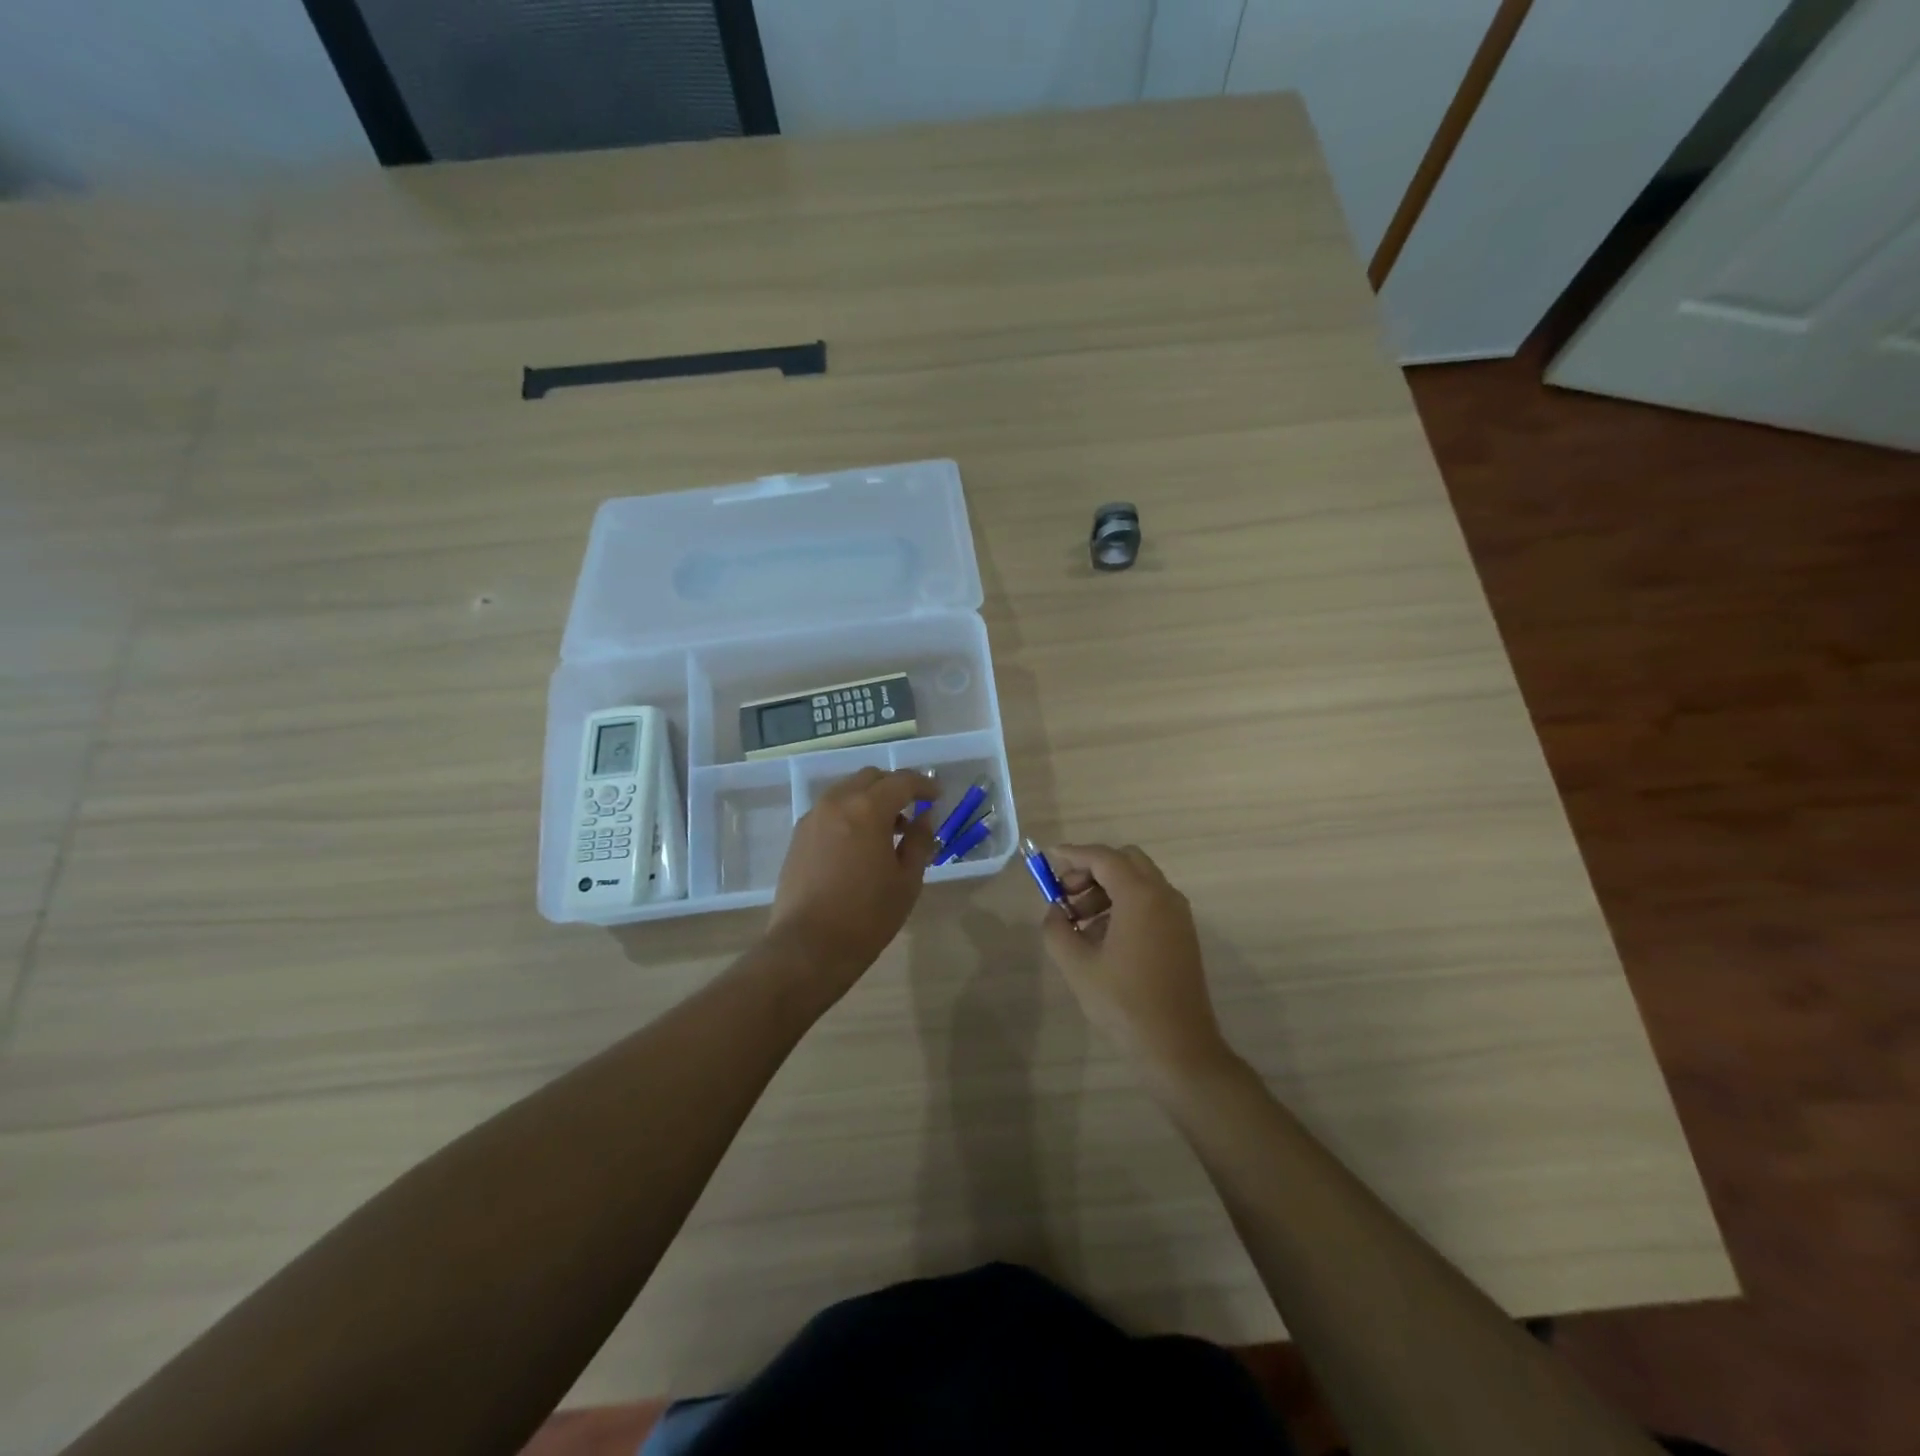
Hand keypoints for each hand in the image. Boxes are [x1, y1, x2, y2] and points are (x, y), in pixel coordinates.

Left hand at [768, 768, 938, 990]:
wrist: (807, 947)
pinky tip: (859, 843)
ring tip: (887, 830)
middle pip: (870, 778)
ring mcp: (813, 818)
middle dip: (894, 787)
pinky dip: (849, 813)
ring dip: (870, 799)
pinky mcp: (798, 837)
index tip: (937, 796)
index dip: (923, 785)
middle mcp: (837, 803)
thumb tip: (923, 819)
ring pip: (847, 791)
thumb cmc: (866, 916)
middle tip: (913, 809)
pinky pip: (830, 811)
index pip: (901, 782)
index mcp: (867, 809)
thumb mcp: (906, 881)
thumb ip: (919, 842)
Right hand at [1042, 843, 1234, 1083]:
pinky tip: (1103, 937)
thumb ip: (1057, 928)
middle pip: (1125, 861)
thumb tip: (1055, 911)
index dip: (1073, 854)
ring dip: (1106, 889)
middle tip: (1066, 896)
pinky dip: (1124, 904)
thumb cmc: (1124, 1003)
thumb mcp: (1077, 965)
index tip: (1048, 859)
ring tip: (1079, 922)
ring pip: (1138, 881)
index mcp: (1140, 896)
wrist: (1179, 1047)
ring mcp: (1178, 915)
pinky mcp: (1182, 934)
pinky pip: (1150, 902)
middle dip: (1091, 870)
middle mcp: (1164, 895)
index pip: (1103, 857)